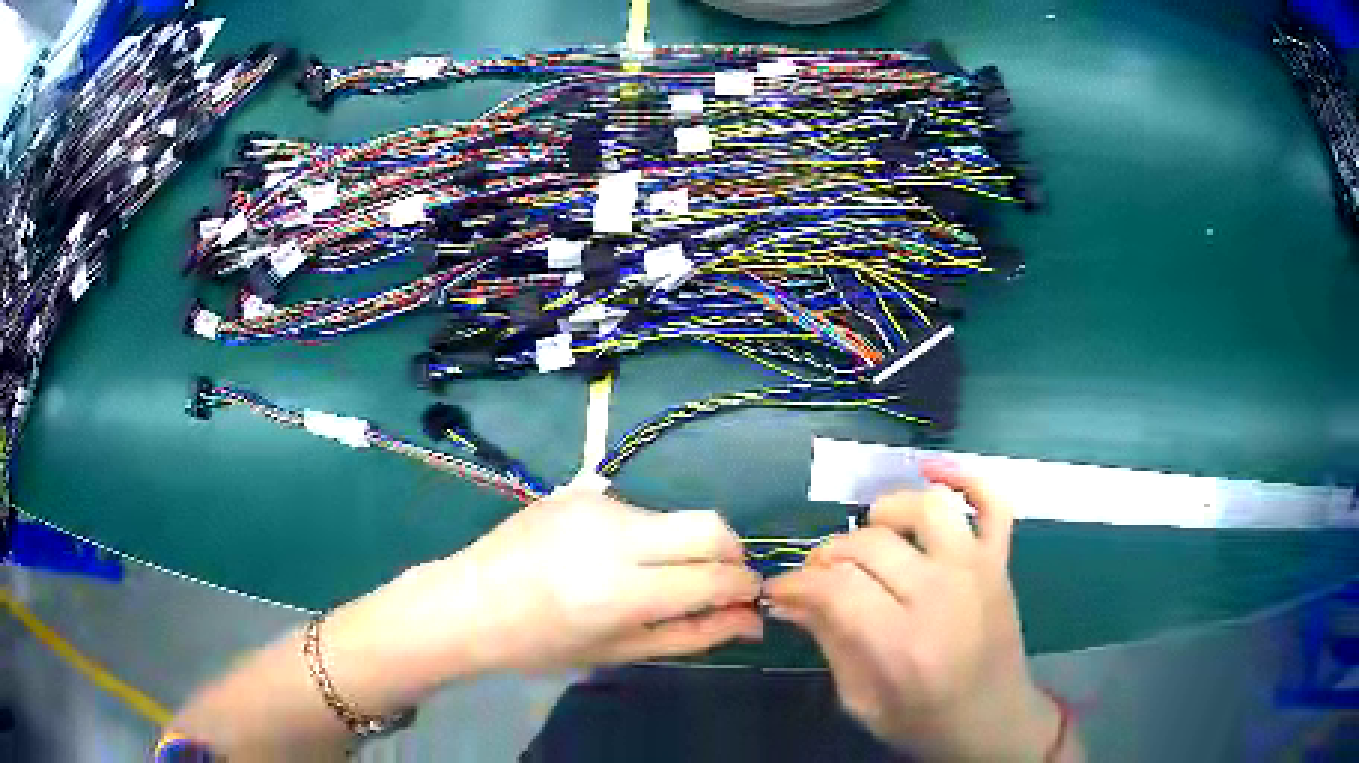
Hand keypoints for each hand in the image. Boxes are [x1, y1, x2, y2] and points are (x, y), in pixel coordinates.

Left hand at [380, 486, 762, 677]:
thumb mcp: (619, 651)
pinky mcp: (580, 489)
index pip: (712, 577)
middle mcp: (613, 537)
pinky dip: (646, 536)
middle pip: (709, 524)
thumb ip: (692, 634)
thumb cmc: (541, 643)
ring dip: (683, 546)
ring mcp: (595, 505)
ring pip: (674, 517)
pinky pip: (638, 511)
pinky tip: (611, 559)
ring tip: (650, 577)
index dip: (743, 587)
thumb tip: (749, 620)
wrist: (469, 601)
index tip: (748, 597)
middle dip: (731, 552)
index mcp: (619, 591)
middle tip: (719, 581)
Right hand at [766, 462, 1067, 760]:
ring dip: (888, 511)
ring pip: (928, 508)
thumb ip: (829, 642)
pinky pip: (994, 502)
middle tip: (817, 575)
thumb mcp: (861, 700)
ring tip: (871, 532)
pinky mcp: (1000, 562)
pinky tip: (934, 473)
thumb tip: (791, 600)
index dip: (796, 582)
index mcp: (902, 643)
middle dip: (827, 555)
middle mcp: (941, 595)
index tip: (780, 589)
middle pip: (871, 544)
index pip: (835, 586)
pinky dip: (969, 478)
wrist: (993, 721)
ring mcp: (977, 571)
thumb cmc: (923, 720)